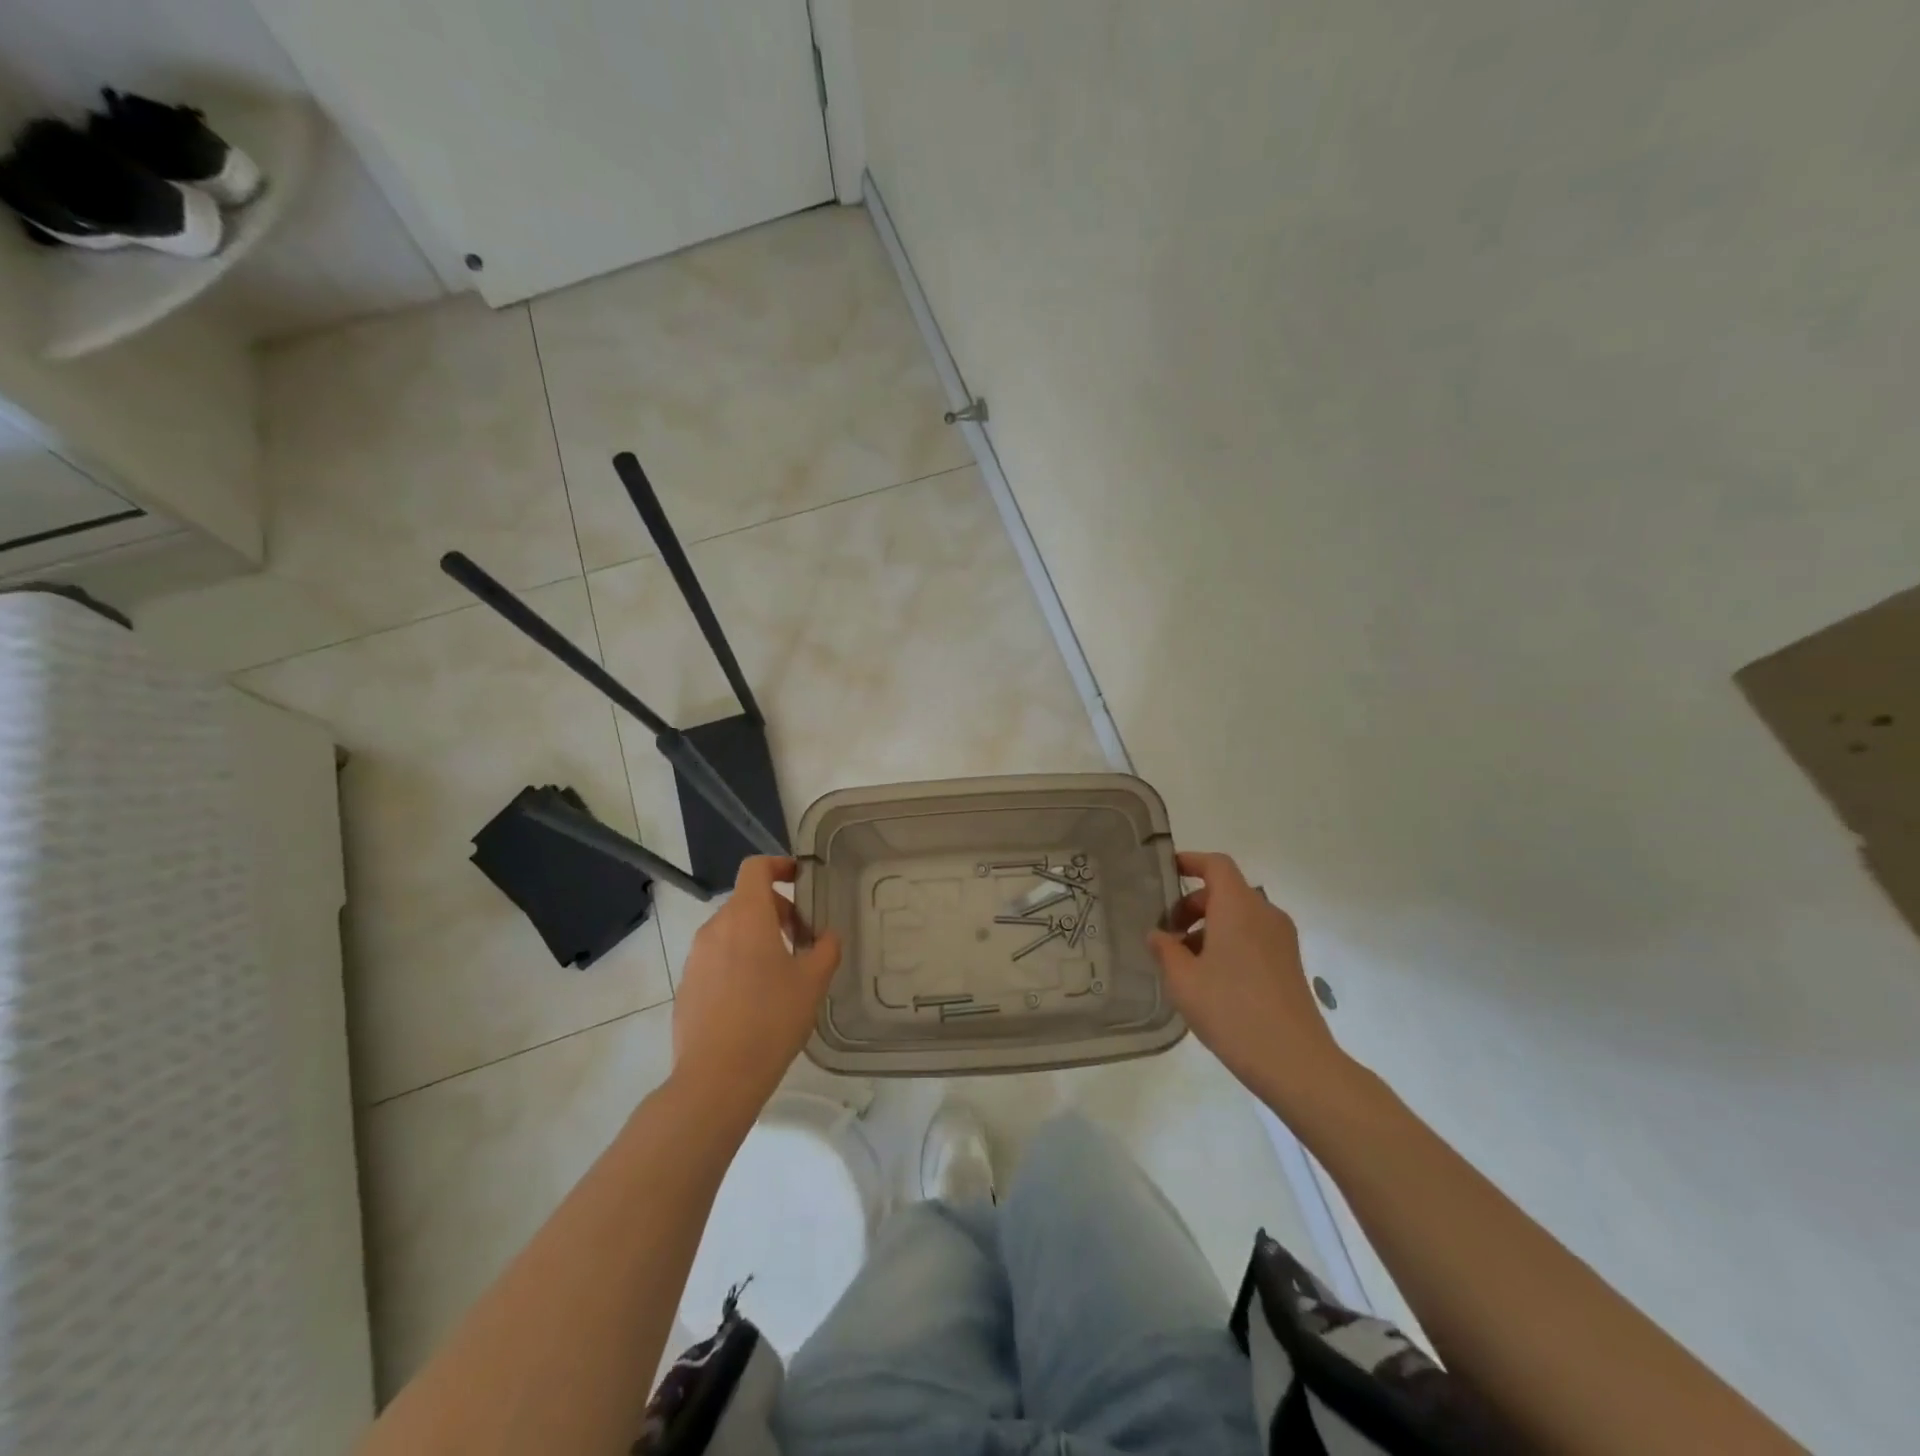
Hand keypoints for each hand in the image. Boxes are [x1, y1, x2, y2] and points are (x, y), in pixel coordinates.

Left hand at [671, 856, 841, 1126]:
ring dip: (757, 937)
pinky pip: (717, 959)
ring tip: (781, 971)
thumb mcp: (813, 982)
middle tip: (802, 939)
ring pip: (731, 931)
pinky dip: (738, 962)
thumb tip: (828, 936)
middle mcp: (715, 928)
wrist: (717, 1077)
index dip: (779, 865)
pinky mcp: (687, 985)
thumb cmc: (772, 1019)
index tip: (800, 879)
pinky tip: (755, 999)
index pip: (756, 868)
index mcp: (746, 916)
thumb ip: (826, 949)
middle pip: (746, 900)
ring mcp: (696, 957)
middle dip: (777, 910)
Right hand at [1147, 850, 1351, 1113]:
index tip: (1166, 872)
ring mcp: (1282, 939)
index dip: (1190, 862)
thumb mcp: (1183, 980)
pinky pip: (1253, 936)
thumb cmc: (1231, 1010)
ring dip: (1209, 926)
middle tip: (1167, 932)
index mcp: (1238, 907)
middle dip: (1193, 904)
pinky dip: (1228, 942)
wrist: (1294, 1061)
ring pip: (1239, 916)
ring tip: (1184, 961)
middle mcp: (1264, 914)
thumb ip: (1165, 950)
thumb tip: (1157, 935)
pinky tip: (1210, 978)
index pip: (1216, 865)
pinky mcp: (1289, 963)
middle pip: (1226, 891)